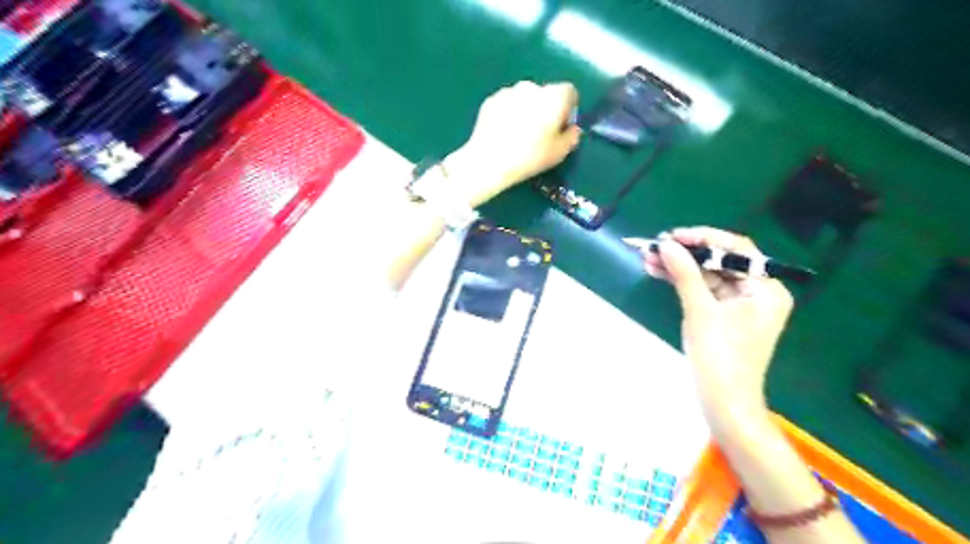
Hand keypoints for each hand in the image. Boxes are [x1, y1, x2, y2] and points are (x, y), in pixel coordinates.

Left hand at [442, 79, 577, 204]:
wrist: (489, 160)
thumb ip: (572, 136)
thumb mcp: (560, 153)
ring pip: (525, 98)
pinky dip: (508, 114)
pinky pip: (507, 104)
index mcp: (554, 96)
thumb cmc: (530, 156)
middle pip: (546, 94)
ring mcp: (509, 91)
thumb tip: (572, 129)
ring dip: (526, 110)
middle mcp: (532, 86)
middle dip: (546, 109)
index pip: (570, 92)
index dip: (568, 109)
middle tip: (540, 134)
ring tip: (519, 135)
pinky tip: (504, 134)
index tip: (562, 127)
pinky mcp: (491, 100)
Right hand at [646, 227, 790, 409]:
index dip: (704, 238)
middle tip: (656, 246)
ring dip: (680, 267)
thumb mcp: (700, 311)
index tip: (673, 236)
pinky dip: (683, 282)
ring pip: (708, 275)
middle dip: (687, 253)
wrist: (723, 402)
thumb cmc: (719, 356)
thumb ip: (684, 274)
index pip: (737, 250)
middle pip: (721, 261)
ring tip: (649, 258)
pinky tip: (659, 273)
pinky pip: (704, 290)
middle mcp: (758, 292)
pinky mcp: (725, 315)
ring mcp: (741, 305)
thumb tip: (666, 244)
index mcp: (766, 289)